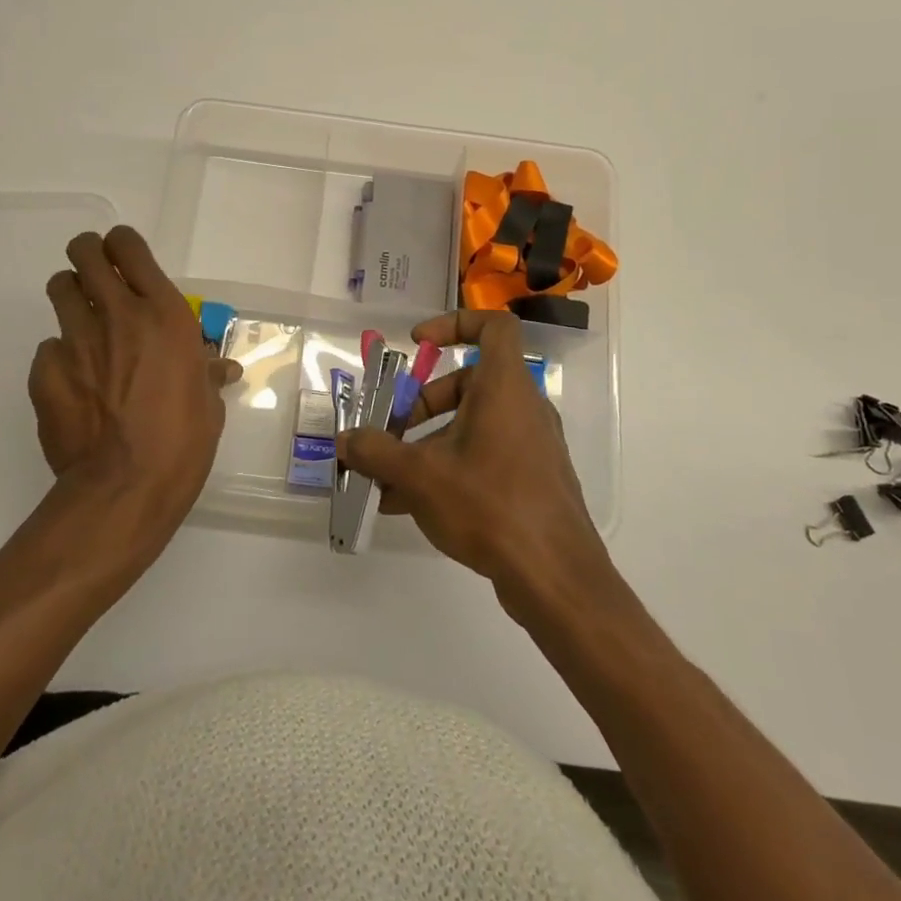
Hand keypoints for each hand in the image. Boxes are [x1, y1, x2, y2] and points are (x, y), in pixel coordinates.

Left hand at [28, 226, 238, 570]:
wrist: (126, 487)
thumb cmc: (183, 442)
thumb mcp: (208, 404)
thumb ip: (207, 374)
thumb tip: (222, 368)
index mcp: (163, 314)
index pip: (129, 247)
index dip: (122, 244)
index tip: (124, 257)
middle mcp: (117, 315)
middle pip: (85, 253)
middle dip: (88, 254)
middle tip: (95, 273)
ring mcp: (76, 340)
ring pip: (60, 288)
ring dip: (71, 295)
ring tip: (82, 320)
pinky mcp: (45, 371)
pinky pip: (48, 347)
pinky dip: (60, 355)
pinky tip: (73, 382)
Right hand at [337, 310, 612, 611]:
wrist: (555, 577)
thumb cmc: (489, 504)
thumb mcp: (420, 475)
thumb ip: (376, 452)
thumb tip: (345, 440)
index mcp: (504, 387)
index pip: (493, 326)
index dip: (453, 324)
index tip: (417, 344)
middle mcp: (523, 407)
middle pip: (467, 383)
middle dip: (421, 404)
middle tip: (388, 432)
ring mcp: (531, 445)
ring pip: (471, 425)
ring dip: (426, 444)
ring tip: (387, 479)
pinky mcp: (532, 479)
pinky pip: (483, 456)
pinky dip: (448, 467)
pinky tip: (410, 505)